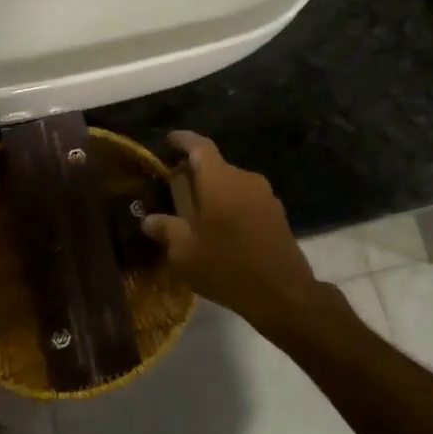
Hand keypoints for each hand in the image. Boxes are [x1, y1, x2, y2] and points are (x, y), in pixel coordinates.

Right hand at [140, 131, 329, 329]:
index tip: (169, 140)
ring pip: (232, 184)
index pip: (200, 146)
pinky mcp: (277, 214)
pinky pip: (246, 200)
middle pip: (216, 166)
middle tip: (174, 189)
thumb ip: (166, 230)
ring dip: (214, 193)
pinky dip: (230, 206)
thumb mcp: (185, 253)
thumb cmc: (227, 267)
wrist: (283, 294)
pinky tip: (221, 230)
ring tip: (195, 214)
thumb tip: (149, 221)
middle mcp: (244, 179)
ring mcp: (265, 196)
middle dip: (194, 173)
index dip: (183, 140)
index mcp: (219, 180)